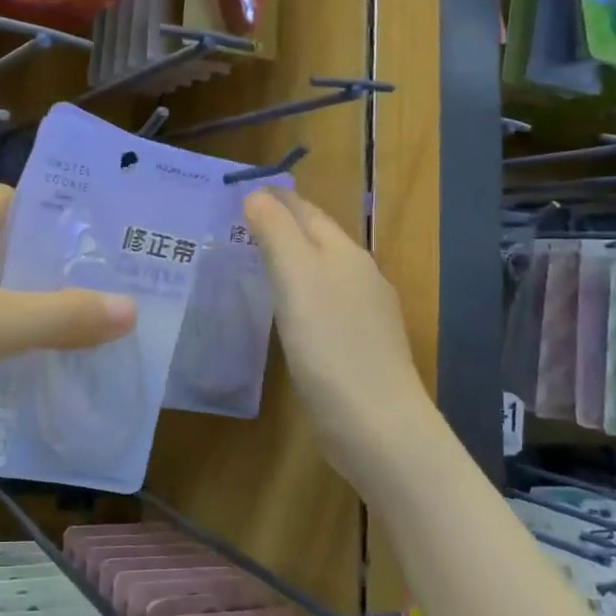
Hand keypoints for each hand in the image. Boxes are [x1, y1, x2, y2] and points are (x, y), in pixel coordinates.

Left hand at [0, 185, 136, 457]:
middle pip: (4, 252)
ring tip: (81, 342)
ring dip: (23, 318)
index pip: (16, 201)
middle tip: (108, 302)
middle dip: (52, 277)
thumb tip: (131, 308)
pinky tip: (23, 378)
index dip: (59, 219)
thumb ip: (62, 317)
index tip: (106, 248)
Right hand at [242, 188, 433, 477]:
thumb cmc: (329, 343)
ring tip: (255, 261)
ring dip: (291, 260)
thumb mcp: (296, 278)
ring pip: (322, 272)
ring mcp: (364, 314)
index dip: (275, 199)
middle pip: (318, 238)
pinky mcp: (359, 347)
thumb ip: (276, 232)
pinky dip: (299, 293)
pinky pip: (323, 304)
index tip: (240, 193)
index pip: (306, 211)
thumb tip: (258, 195)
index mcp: (345, 253)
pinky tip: (284, 310)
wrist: (375, 422)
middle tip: (240, 223)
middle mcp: (360, 276)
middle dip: (283, 225)